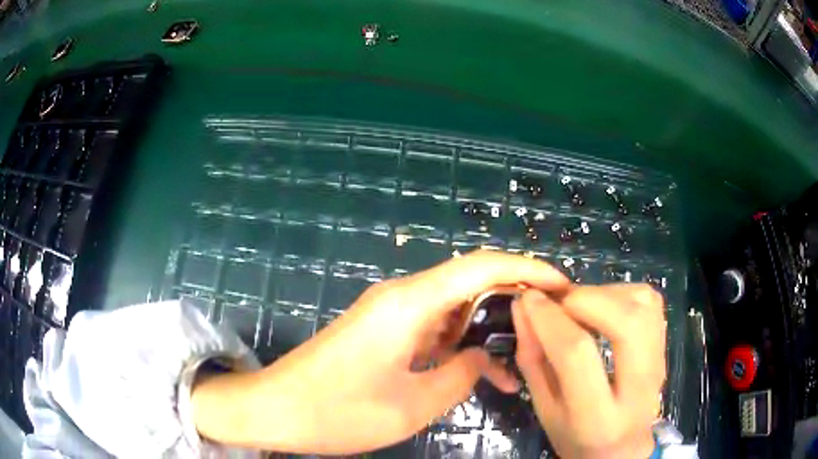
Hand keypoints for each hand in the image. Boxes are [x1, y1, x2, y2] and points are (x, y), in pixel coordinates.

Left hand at [192, 250, 569, 453]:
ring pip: (452, 309)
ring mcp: (388, 314)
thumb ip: (460, 375)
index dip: (527, 270)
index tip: (561, 286)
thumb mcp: (412, 404)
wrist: (275, 408)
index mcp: (409, 302)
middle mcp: (401, 297)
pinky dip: (456, 345)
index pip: (481, 267)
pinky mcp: (380, 331)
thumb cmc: (337, 411)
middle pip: (470, 282)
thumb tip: (482, 357)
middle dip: (512, 299)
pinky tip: (472, 370)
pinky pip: (430, 328)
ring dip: (484, 329)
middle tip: (547, 325)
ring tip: (516, 362)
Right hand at [512, 284, 665, 458]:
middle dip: (584, 299)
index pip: (577, 354)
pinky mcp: (665, 344)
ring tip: (579, 306)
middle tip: (559, 304)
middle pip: (625, 322)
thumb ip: (533, 360)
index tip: (529, 299)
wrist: (624, 447)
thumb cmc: (577, 437)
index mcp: (598, 417)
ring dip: (603, 293)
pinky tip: (603, 308)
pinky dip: (621, 292)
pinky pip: (649, 300)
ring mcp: (659, 361)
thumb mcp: (545, 410)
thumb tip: (523, 308)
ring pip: (642, 304)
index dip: (550, 319)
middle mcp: (638, 387)